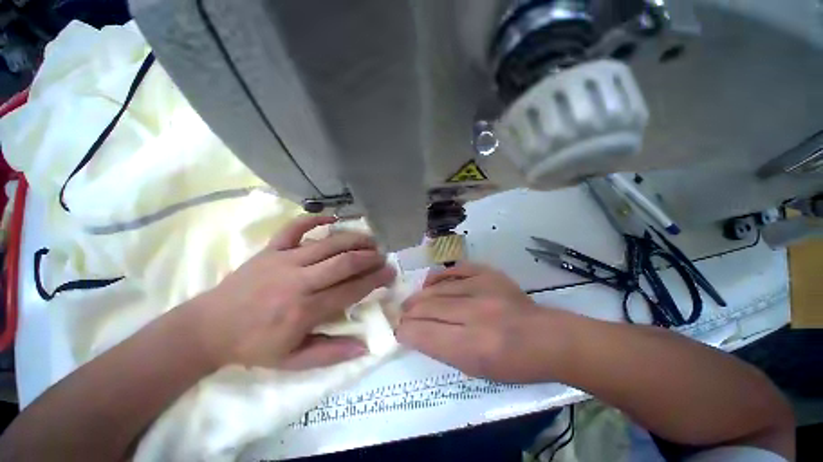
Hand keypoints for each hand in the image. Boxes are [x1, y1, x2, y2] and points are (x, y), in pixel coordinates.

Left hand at [190, 215, 395, 369]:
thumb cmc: (255, 346)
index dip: (373, 281)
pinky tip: (331, 218)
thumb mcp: (293, 361)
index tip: (390, 274)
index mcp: (305, 310)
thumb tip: (364, 347)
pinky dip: (313, 220)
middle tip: (385, 256)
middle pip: (342, 262)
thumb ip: (329, 354)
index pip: (349, 290)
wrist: (215, 326)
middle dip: (369, 257)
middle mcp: (299, 280)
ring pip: (325, 243)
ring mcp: (282, 260)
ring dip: (351, 238)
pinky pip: (293, 228)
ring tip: (370, 239)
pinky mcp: (268, 251)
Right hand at [397, 263, 565, 382]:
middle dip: (408, 315)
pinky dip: (440, 277)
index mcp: (470, 346)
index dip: (404, 333)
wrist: (550, 340)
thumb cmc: (515, 366)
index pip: (421, 333)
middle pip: (425, 308)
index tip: (401, 335)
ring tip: (413, 305)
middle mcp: (475, 314)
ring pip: (437, 288)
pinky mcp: (493, 276)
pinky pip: (457, 270)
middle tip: (404, 320)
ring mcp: (485, 290)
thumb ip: (444, 352)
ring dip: (419, 297)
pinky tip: (431, 284)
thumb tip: (419, 335)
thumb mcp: (476, 371)